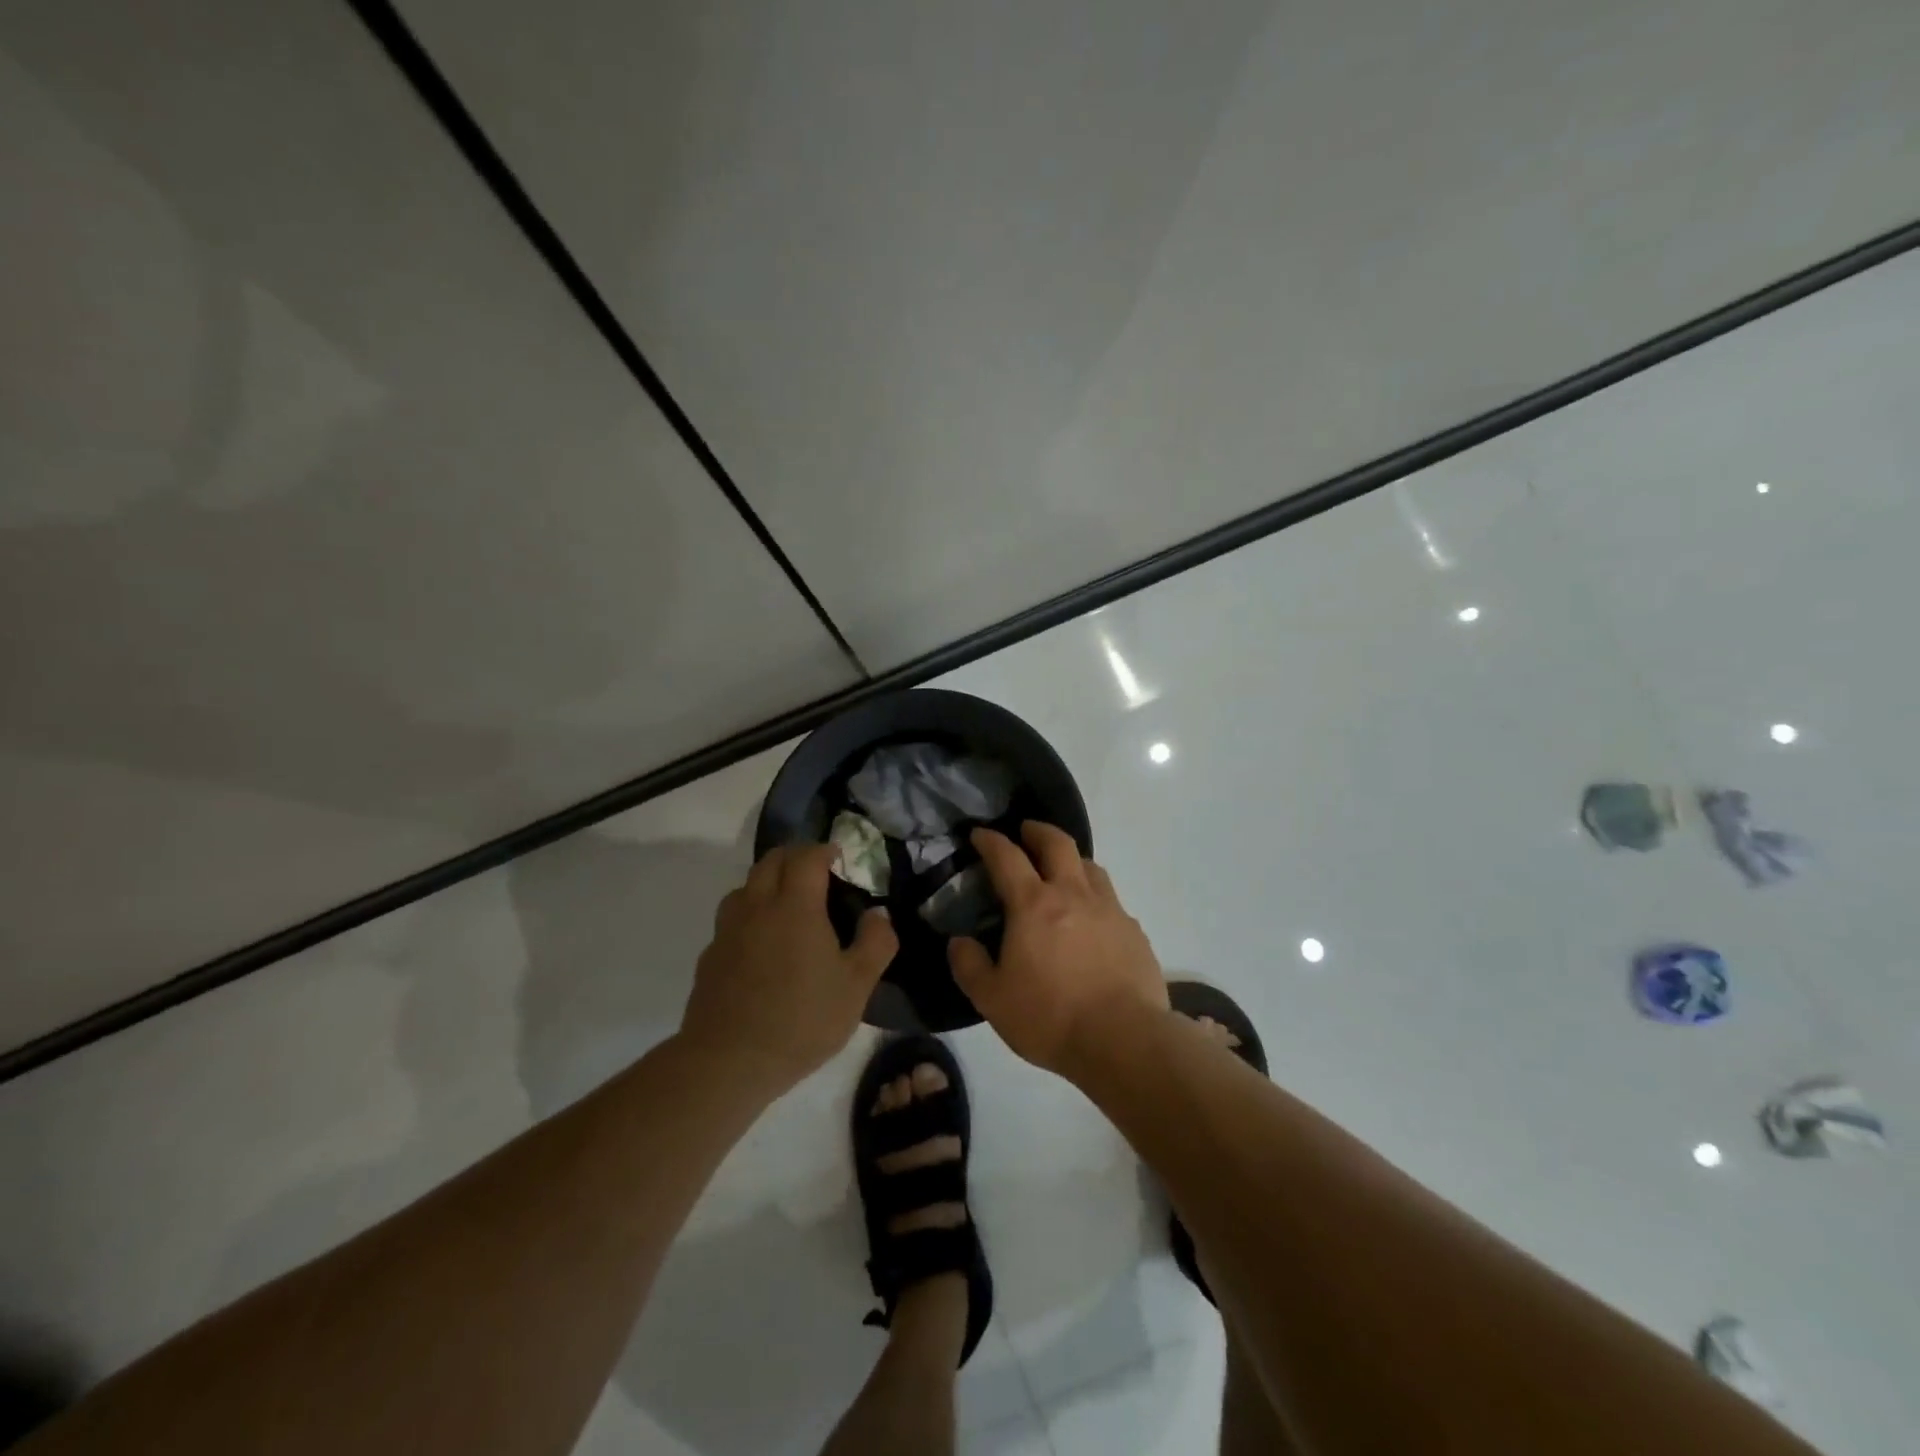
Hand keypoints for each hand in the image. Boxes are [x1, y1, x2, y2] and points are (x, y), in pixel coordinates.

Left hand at [681, 844, 897, 1089]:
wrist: (728, 1062)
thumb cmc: (802, 1020)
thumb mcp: (856, 986)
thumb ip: (875, 943)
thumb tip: (878, 914)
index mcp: (795, 907)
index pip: (806, 857)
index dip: (823, 850)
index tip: (838, 856)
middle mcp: (757, 907)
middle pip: (771, 861)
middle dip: (795, 857)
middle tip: (816, 873)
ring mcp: (728, 931)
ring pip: (745, 886)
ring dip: (767, 882)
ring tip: (786, 904)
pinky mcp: (710, 956)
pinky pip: (731, 919)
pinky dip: (749, 915)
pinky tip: (760, 944)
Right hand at [949, 822, 1168, 1078]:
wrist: (1124, 1040)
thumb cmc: (1050, 1017)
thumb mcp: (992, 999)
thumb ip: (969, 965)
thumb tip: (958, 941)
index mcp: (1034, 905)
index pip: (1007, 857)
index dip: (991, 841)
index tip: (980, 834)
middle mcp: (1073, 894)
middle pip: (1057, 844)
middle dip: (1038, 831)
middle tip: (1026, 831)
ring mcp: (1110, 910)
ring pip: (1090, 867)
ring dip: (1071, 860)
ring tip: (1062, 870)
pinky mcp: (1134, 931)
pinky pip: (1112, 901)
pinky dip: (1095, 898)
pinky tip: (1093, 920)